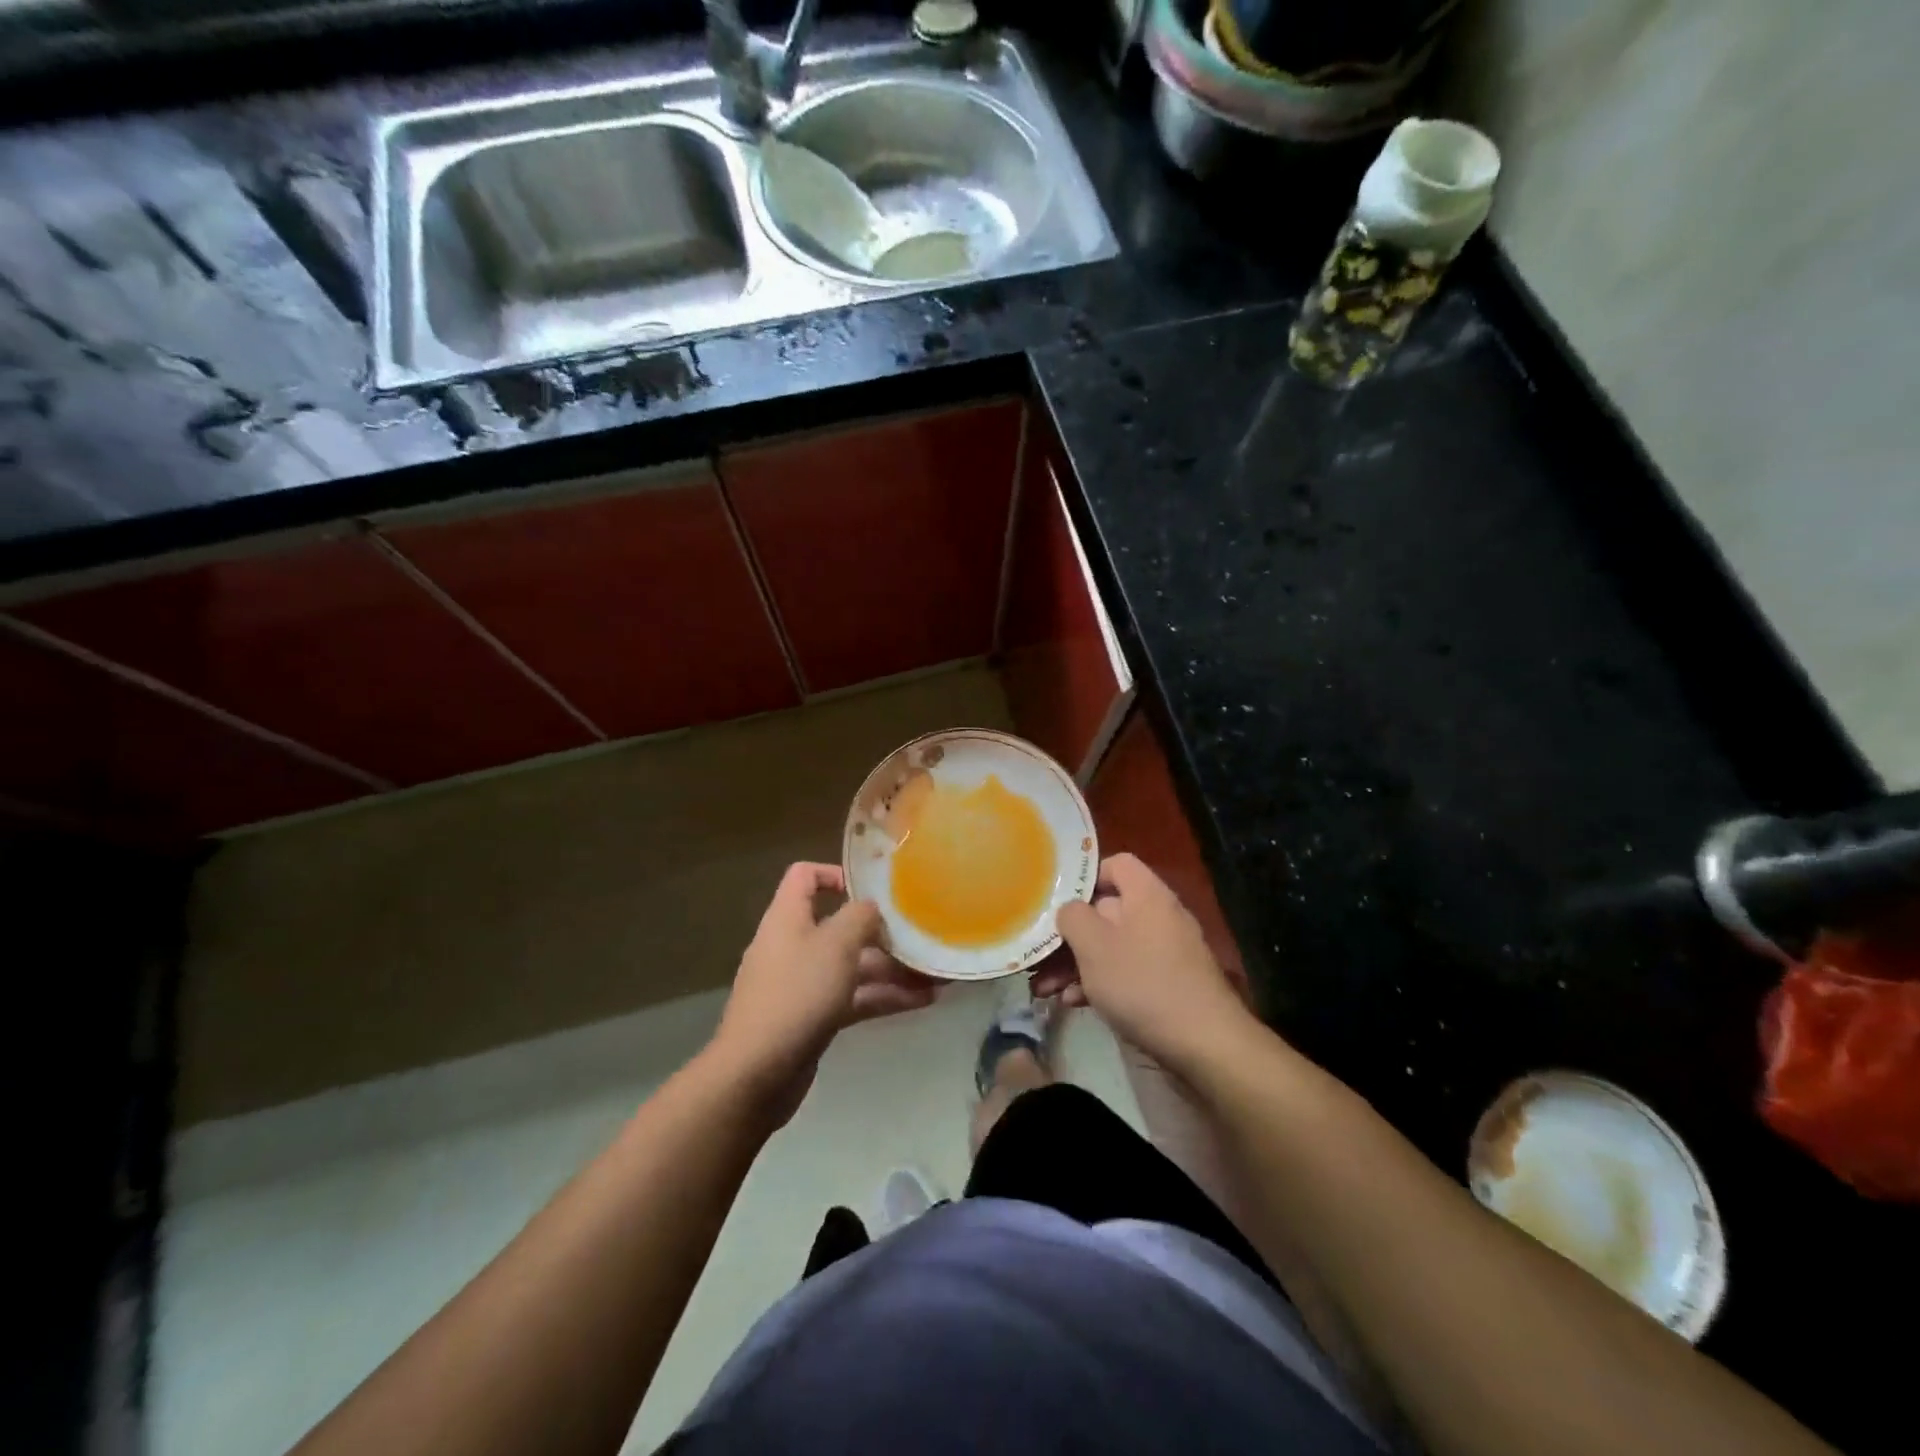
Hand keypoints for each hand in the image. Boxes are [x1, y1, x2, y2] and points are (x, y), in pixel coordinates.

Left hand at [710, 862, 939, 1121]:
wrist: (757, 1074)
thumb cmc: (798, 994)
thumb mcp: (836, 944)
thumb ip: (860, 917)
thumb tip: (872, 908)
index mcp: (788, 917)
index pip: (805, 876)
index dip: (837, 874)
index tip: (874, 889)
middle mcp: (793, 945)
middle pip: (839, 926)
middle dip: (882, 933)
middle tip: (921, 939)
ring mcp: (802, 984)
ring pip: (852, 966)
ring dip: (892, 970)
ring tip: (935, 977)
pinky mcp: (812, 1018)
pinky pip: (852, 998)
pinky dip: (883, 997)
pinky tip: (922, 1002)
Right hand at [1036, 853, 1256, 1076]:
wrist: (1205, 1044)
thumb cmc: (1143, 983)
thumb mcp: (1094, 945)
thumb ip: (1073, 917)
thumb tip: (1070, 911)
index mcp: (1147, 894)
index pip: (1116, 864)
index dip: (1085, 877)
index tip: (1057, 901)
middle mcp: (1159, 916)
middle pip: (1106, 910)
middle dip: (1069, 935)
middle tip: (1039, 956)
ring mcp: (1165, 952)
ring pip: (1111, 946)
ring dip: (1076, 964)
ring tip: (1045, 988)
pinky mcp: (1168, 984)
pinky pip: (1126, 972)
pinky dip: (1099, 983)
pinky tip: (1073, 1003)